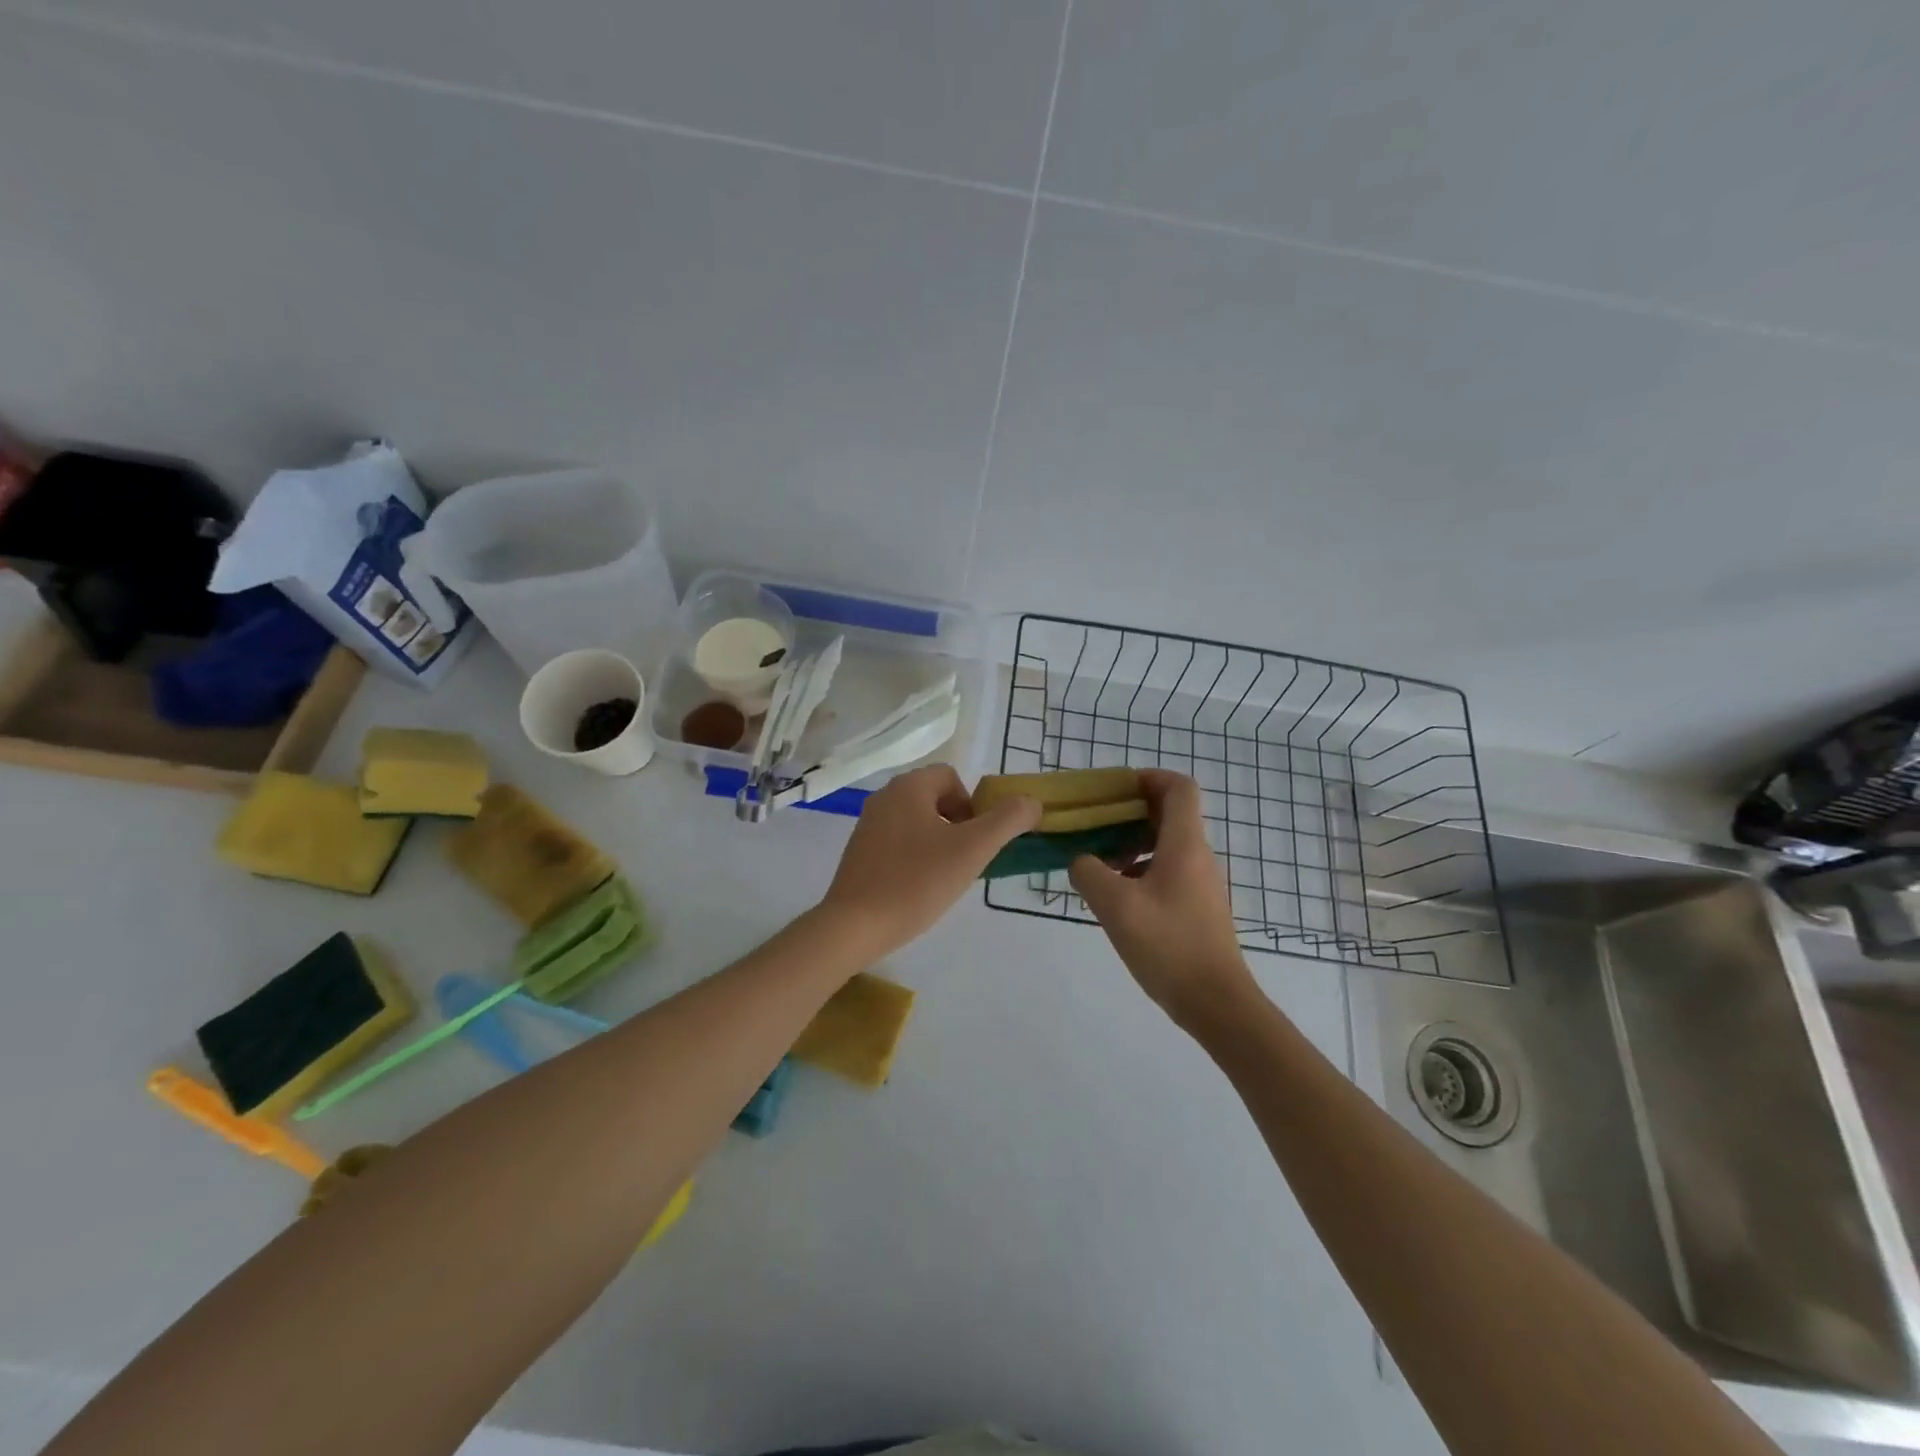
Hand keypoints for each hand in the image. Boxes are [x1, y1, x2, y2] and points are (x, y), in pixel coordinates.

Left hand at [820, 764, 1039, 957]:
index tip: (975, 840)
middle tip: (964, 860)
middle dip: (958, 825)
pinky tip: (917, 888)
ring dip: (938, 842)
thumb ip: (1008, 820)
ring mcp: (867, 824)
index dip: (973, 805)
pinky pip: (898, 842)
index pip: (952, 777)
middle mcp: (884, 796)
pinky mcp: (858, 852)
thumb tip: (1032, 802)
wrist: (854, 926)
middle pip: (935, 798)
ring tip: (942, 877)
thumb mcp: (973, 849)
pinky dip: (914, 857)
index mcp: (908, 787)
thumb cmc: (916, 882)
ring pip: (917, 821)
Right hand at [1069, 769, 1257, 1025]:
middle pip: (1169, 814)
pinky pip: (1167, 870)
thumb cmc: (1169, 947)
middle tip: (1093, 824)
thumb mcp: (1116, 906)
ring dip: (1131, 843)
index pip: (1179, 788)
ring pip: (1165, 844)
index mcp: (1184, 845)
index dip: (1149, 777)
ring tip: (1096, 863)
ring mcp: (1200, 883)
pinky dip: (1139, 869)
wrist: (1217, 1003)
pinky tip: (1115, 895)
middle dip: (1129, 811)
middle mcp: (1197, 856)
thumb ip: (1089, 873)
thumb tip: (1080, 860)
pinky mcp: (1196, 907)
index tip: (1114, 789)